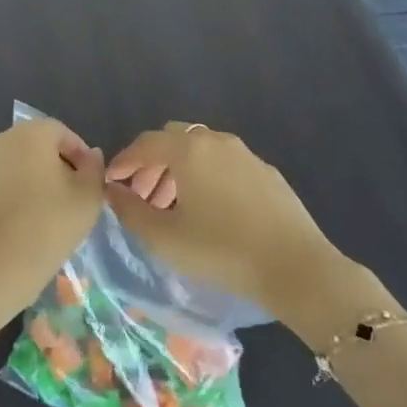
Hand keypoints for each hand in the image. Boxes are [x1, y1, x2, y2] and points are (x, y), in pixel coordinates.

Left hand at [0, 118, 104, 322]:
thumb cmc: (48, 225)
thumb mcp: (88, 197)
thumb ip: (94, 168)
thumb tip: (90, 156)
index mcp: (29, 133)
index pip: (62, 132)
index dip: (80, 155)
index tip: (89, 182)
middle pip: (36, 147)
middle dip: (56, 167)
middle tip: (71, 198)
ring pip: (15, 167)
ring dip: (32, 182)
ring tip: (47, 215)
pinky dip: (12, 198)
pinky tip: (22, 226)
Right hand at [105, 122, 361, 323]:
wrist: (295, 266)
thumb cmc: (221, 251)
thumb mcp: (164, 237)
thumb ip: (130, 210)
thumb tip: (113, 190)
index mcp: (188, 150)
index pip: (145, 144)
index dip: (123, 161)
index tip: (111, 182)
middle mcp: (216, 141)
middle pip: (173, 140)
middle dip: (152, 163)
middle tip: (142, 195)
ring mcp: (245, 154)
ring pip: (201, 150)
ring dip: (179, 170)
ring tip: (172, 206)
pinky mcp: (266, 172)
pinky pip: (225, 164)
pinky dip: (206, 176)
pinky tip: (209, 209)